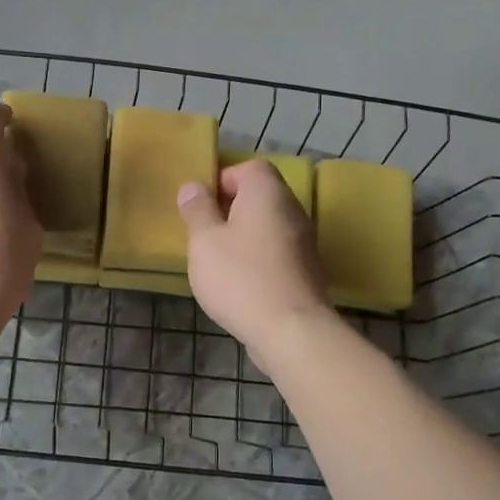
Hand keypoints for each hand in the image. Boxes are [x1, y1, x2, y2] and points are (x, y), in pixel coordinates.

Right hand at [177, 160, 333, 363]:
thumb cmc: (241, 278)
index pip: (250, 168)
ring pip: (268, 226)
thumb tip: (193, 186)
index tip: (201, 205)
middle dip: (230, 210)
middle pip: (260, 197)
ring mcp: (304, 242)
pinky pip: (276, 252)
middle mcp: (292, 210)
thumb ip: (197, 210)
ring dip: (243, 237)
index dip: (223, 180)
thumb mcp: (205, 241)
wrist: (291, 331)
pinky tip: (239, 283)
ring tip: (217, 261)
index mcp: (268, 193)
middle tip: (203, 234)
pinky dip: (257, 259)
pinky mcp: (306, 271)